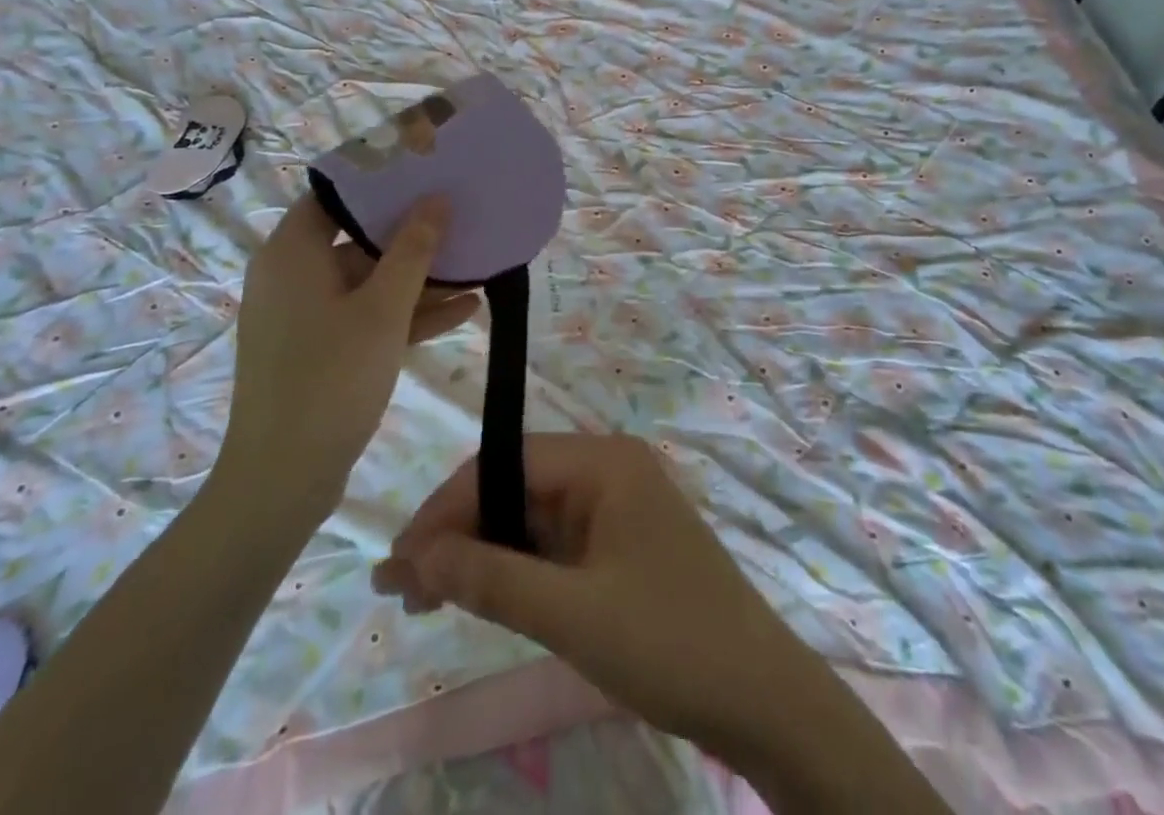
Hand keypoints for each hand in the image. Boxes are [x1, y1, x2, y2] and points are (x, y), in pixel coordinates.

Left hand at [217, 195, 478, 512]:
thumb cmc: (329, 378)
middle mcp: (293, 276)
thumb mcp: (382, 309)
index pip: (335, 195)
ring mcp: (307, 316)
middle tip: (461, 211)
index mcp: (292, 253)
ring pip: (369, 281)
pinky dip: (408, 313)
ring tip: (475, 261)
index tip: (425, 169)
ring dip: (420, 277)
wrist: (283, 480)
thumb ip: (413, 250)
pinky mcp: (322, 350)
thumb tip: (436, 199)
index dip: (379, 180)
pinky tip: (465, 308)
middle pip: (357, 237)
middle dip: (413, 231)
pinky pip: (369, 316)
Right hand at [370, 433, 817, 749]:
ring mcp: (617, 509)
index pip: (505, 464)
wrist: (763, 699)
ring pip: (531, 520)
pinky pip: (555, 547)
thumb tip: (415, 558)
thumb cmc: (669, 643)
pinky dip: (515, 571)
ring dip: (481, 555)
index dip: (447, 508)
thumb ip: (491, 580)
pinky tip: (478, 597)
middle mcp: (608, 471)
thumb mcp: (572, 615)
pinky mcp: (620, 547)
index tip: (399, 561)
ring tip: (423, 598)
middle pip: (516, 489)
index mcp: (604, 462)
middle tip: (401, 589)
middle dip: (458, 534)